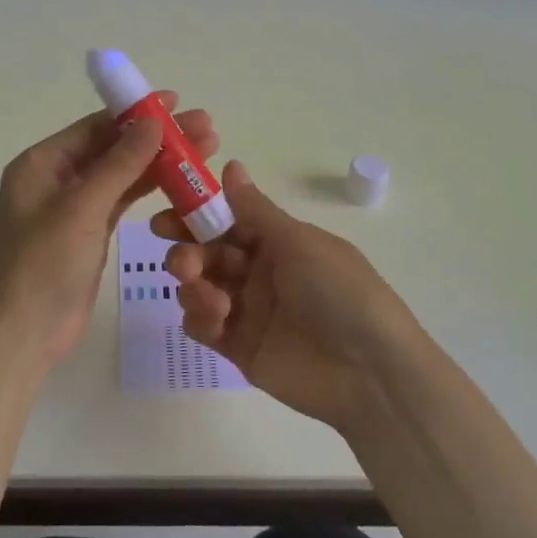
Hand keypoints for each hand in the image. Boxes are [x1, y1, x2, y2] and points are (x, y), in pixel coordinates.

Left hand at [0, 95, 218, 363]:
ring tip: (206, 151)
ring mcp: (74, 208)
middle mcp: (56, 179)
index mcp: (42, 163)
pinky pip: (123, 202)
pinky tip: (183, 182)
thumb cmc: (43, 264)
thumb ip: (120, 163)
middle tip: (206, 128)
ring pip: (123, 175)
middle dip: (158, 138)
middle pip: (113, 148)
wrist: (22, 335)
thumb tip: (153, 121)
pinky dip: (151, 191)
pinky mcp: (90, 234)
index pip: (96, 127)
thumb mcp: (82, 208)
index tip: (178, 102)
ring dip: (160, 163)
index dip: (137, 113)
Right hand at [152, 161, 428, 431]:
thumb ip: (255, 210)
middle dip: (188, 252)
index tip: (166, 216)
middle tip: (180, 261)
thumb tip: (230, 164)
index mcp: (279, 242)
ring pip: (201, 287)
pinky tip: (214, 318)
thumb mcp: (299, 243)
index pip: (227, 222)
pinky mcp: (240, 348)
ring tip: (207, 294)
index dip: (196, 217)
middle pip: (209, 254)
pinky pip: (205, 326)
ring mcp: (250, 311)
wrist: (370, 373)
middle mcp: (261, 272)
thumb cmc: (340, 293)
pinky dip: (200, 317)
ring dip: (193, 284)